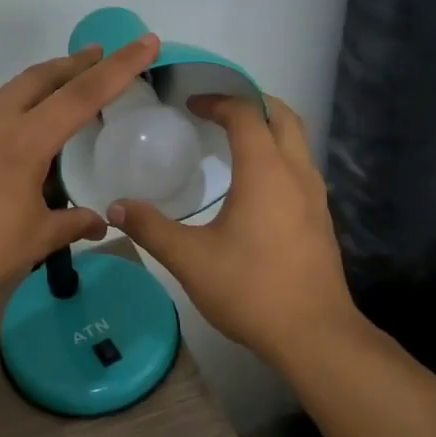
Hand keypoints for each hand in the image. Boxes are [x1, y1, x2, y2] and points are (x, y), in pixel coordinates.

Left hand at [0, 35, 162, 312]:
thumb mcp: (35, 239)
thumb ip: (72, 224)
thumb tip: (100, 222)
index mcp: (23, 140)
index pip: (82, 95)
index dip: (119, 67)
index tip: (145, 41)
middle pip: (40, 77)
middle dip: (74, 64)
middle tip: (99, 56)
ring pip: (9, 92)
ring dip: (40, 85)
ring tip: (60, 94)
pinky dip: (12, 110)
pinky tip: (15, 137)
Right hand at [106, 95, 356, 364]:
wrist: (313, 334)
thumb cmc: (250, 289)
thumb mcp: (189, 259)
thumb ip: (151, 228)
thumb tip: (115, 207)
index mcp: (265, 172)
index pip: (246, 114)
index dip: (218, 101)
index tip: (190, 104)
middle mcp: (296, 174)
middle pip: (282, 117)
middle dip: (251, 103)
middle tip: (218, 108)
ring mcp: (315, 197)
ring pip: (297, 142)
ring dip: (268, 129)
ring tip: (233, 139)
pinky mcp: (320, 219)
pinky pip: (300, 168)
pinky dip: (277, 155)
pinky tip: (254, 184)